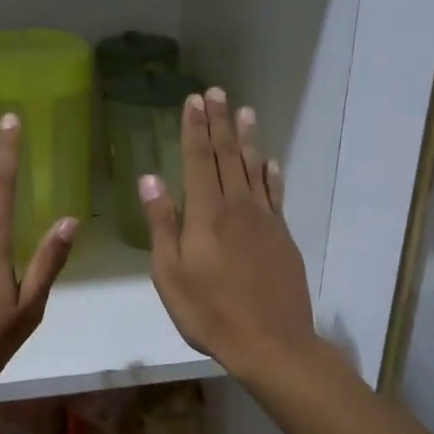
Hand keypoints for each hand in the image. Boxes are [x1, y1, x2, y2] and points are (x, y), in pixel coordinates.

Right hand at [140, 87, 316, 378]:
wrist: (270, 341)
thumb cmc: (209, 312)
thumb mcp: (170, 274)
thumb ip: (162, 224)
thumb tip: (150, 178)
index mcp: (206, 214)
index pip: (199, 160)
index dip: (195, 128)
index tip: (193, 100)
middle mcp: (238, 207)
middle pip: (228, 156)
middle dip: (220, 123)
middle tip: (217, 92)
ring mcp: (265, 220)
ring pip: (254, 169)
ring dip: (247, 139)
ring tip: (244, 111)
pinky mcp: (283, 236)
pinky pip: (276, 195)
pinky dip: (272, 175)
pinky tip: (271, 162)